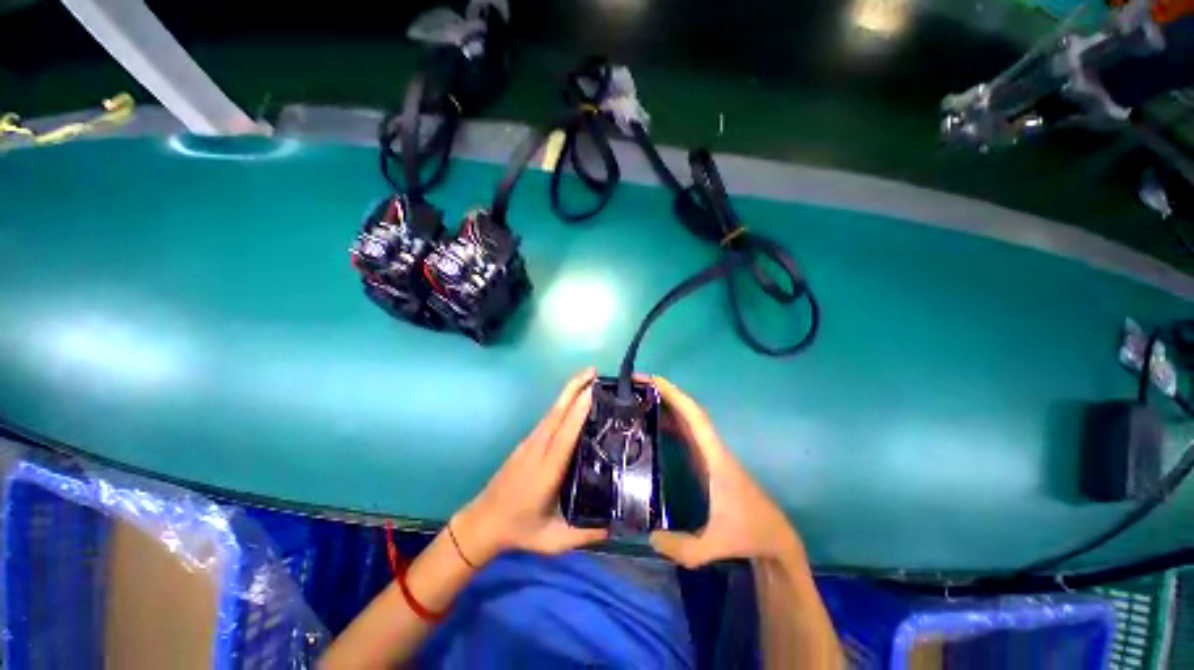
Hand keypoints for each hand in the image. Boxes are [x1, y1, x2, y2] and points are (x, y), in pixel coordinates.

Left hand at [451, 368, 607, 565]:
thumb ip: (586, 533)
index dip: (578, 411)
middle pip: (557, 412)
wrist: (483, 522)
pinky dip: (563, 404)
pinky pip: (548, 418)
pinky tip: (573, 400)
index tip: (593, 391)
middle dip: (574, 388)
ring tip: (588, 379)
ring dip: (569, 392)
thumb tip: (617, 525)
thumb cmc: (519, 530)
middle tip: (593, 371)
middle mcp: (538, 449)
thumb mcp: (554, 539)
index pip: (565, 435)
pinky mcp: (527, 442)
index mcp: (547, 470)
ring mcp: (530, 443)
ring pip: (552, 411)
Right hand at [648, 375, 802, 567]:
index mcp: (715, 457)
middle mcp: (711, 448)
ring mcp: (709, 453)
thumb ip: (685, 548)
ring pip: (686, 420)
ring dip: (665, 405)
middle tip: (635, 384)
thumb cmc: (749, 533)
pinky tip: (652, 424)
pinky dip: (669, 422)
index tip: (653, 380)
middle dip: (664, 393)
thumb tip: (650, 536)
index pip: (695, 417)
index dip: (675, 396)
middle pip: (688, 411)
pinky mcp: (706, 461)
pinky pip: (685, 433)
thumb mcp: (716, 545)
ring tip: (638, 397)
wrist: (773, 537)